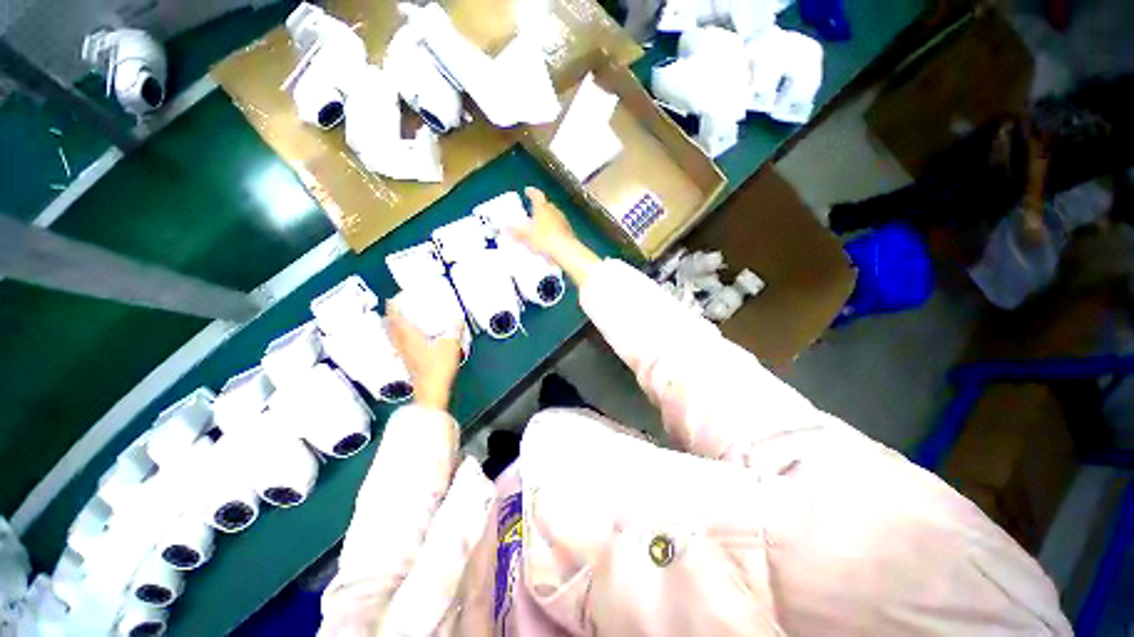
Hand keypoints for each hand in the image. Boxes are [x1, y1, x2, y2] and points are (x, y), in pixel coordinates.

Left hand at [385, 301, 462, 410]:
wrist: (432, 391)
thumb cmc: (438, 367)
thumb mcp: (450, 345)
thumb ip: (454, 330)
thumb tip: (458, 318)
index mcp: (411, 338)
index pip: (398, 321)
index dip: (393, 310)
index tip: (391, 301)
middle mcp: (404, 346)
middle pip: (391, 330)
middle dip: (390, 320)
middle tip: (390, 312)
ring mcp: (404, 357)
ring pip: (394, 340)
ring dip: (392, 331)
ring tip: (394, 325)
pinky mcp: (408, 366)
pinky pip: (399, 349)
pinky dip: (399, 342)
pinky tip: (405, 344)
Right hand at [510, 187, 599, 286]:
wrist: (565, 250)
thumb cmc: (543, 239)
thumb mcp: (526, 236)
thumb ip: (516, 231)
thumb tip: (505, 227)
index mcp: (542, 207)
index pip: (537, 195)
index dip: (531, 192)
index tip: (527, 190)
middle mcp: (554, 210)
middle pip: (546, 205)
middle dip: (540, 207)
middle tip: (533, 211)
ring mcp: (563, 220)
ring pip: (554, 215)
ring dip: (548, 218)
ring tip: (541, 225)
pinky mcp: (569, 230)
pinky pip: (559, 227)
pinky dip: (554, 229)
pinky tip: (550, 237)